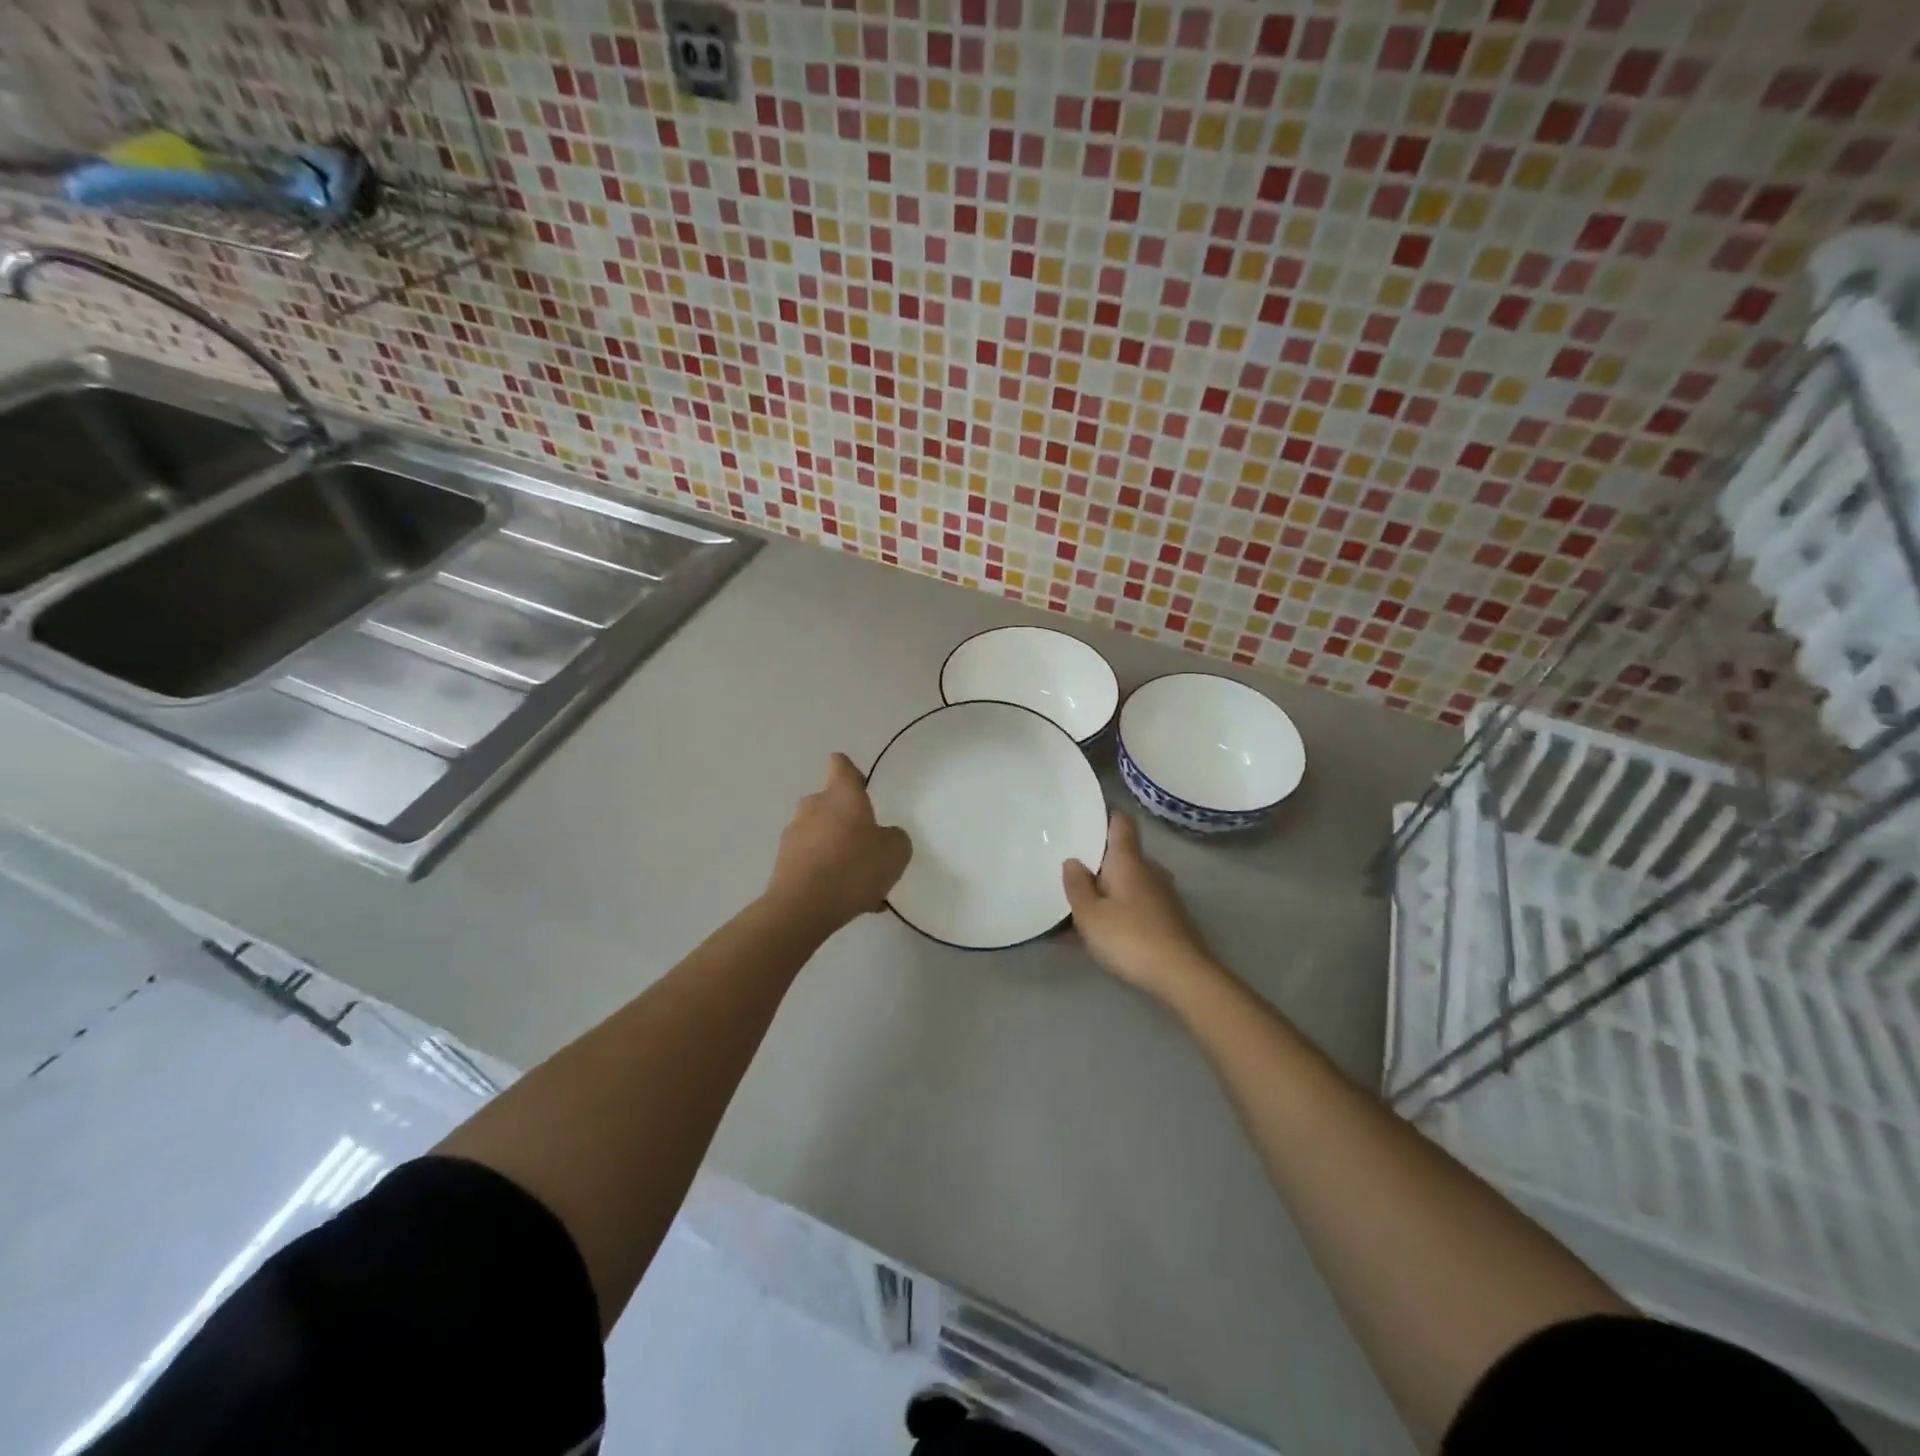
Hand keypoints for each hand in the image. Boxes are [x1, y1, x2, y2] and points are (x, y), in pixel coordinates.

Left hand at [766, 754, 912, 933]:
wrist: (803, 907)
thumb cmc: (854, 866)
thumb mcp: (895, 851)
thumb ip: (895, 838)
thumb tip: (885, 837)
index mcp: (840, 794)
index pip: (841, 765)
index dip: (853, 774)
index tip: (864, 790)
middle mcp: (813, 807)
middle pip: (831, 805)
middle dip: (849, 823)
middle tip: (870, 849)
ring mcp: (793, 836)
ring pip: (822, 838)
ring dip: (839, 853)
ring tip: (863, 886)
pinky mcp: (783, 865)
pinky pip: (813, 864)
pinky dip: (828, 877)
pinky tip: (847, 901)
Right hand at [1063, 812, 1217, 1000]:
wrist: (1183, 976)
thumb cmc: (1131, 939)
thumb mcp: (1091, 916)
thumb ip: (1077, 886)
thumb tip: (1073, 861)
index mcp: (1129, 861)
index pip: (1121, 823)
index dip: (1105, 815)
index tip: (1084, 817)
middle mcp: (1150, 870)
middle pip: (1123, 854)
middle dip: (1099, 859)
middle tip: (1071, 868)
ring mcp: (1163, 894)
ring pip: (1130, 880)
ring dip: (1109, 887)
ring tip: (1082, 901)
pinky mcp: (1169, 917)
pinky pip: (1137, 902)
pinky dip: (1120, 907)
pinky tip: (1103, 928)